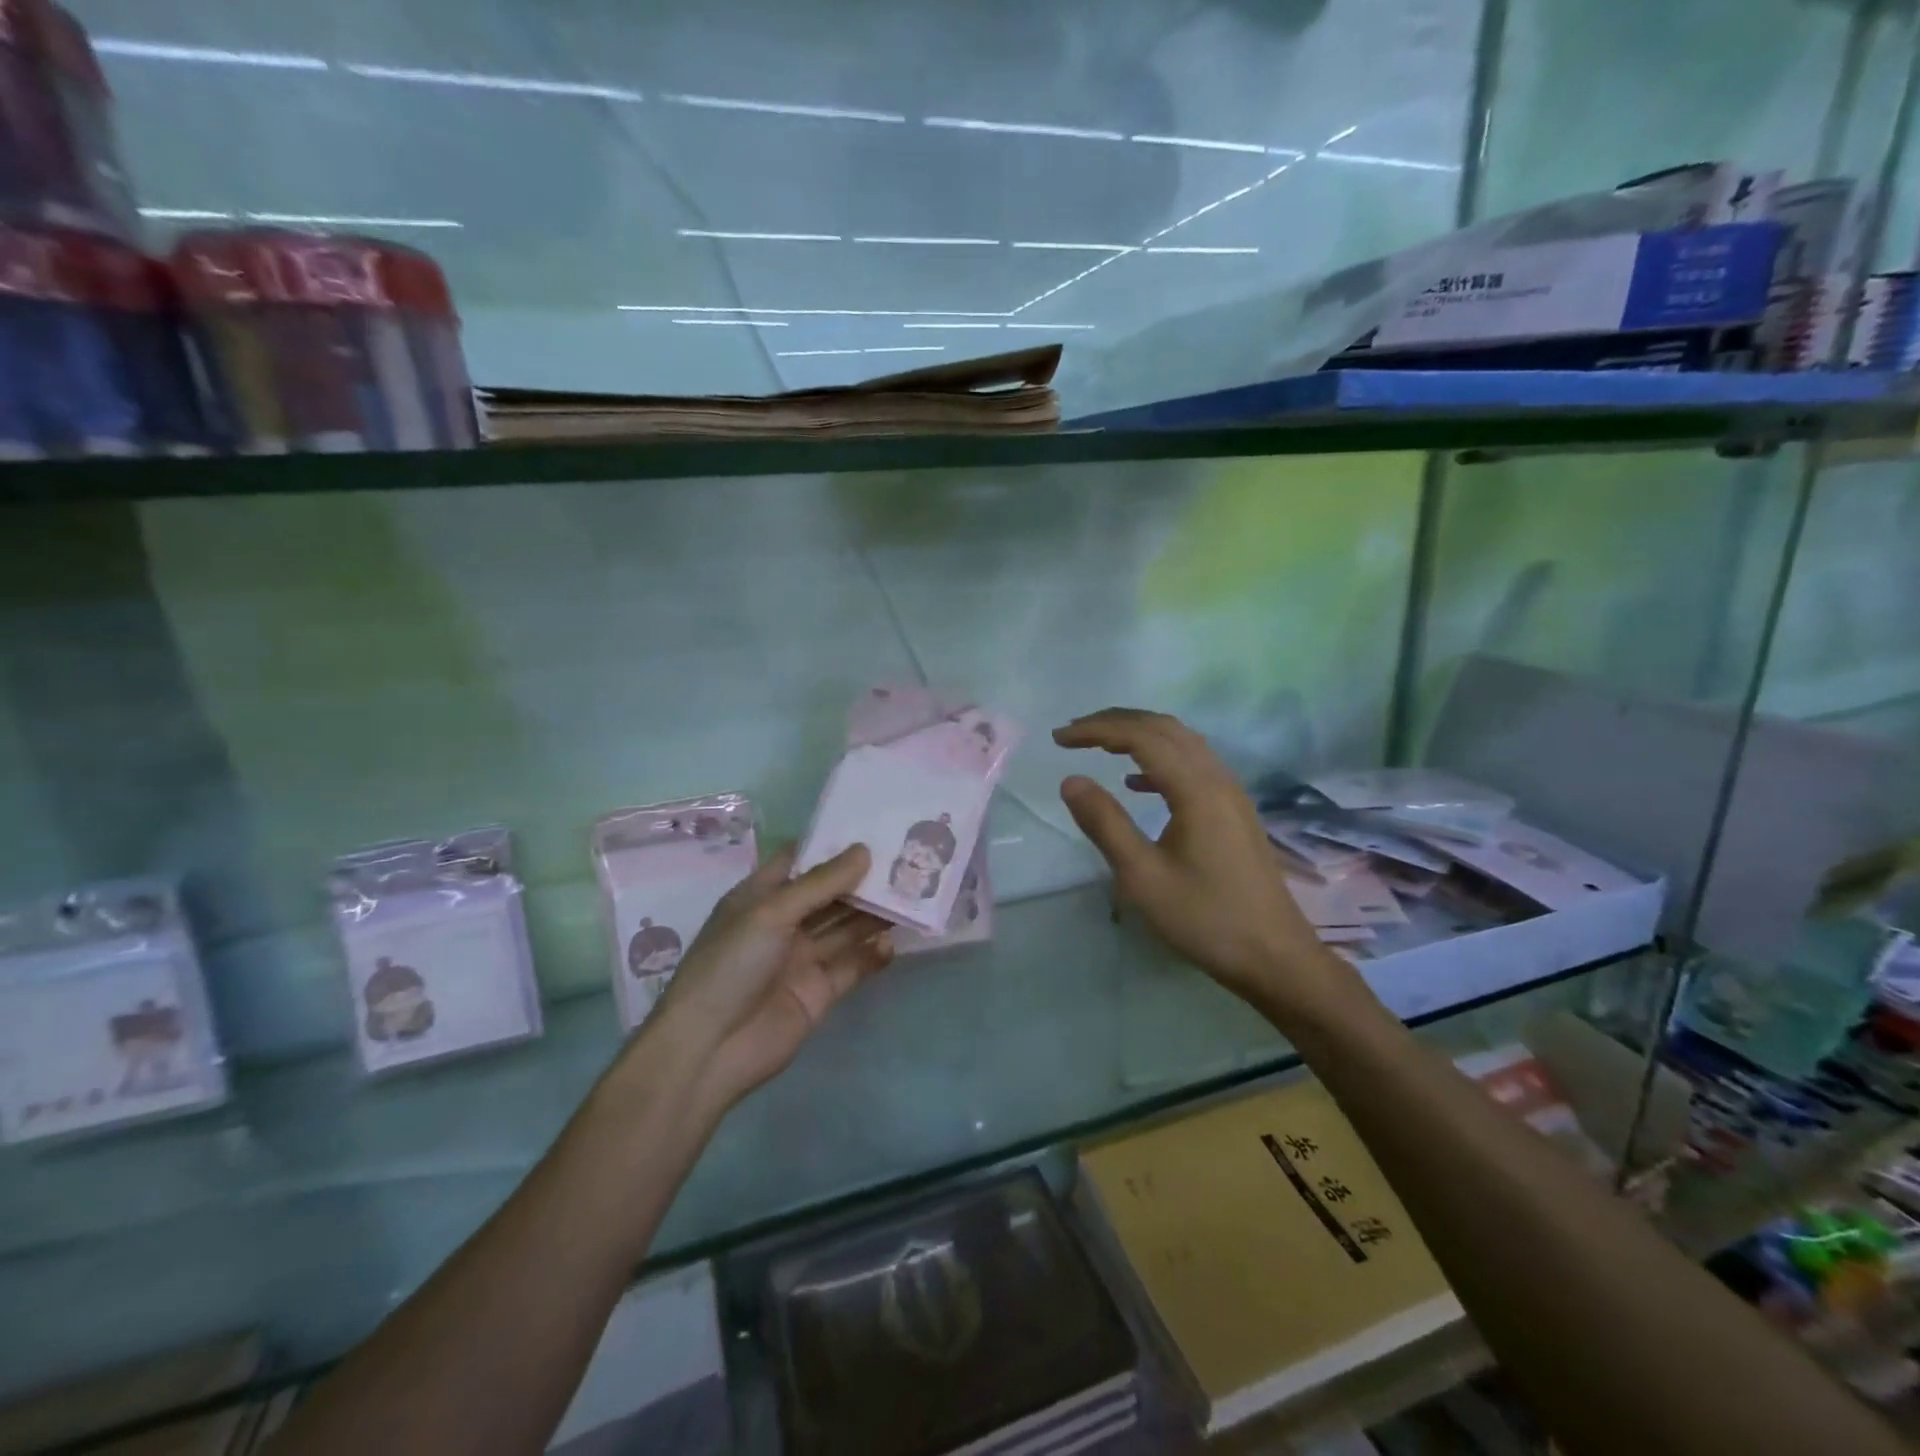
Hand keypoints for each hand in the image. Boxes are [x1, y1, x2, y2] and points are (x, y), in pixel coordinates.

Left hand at [640, 845, 893, 1110]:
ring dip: (874, 913)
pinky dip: (873, 955)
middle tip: (905, 858)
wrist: (709, 1049)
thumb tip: (864, 850)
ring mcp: (802, 958)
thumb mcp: (771, 913)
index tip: (873, 827)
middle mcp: (783, 923)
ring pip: (845, 927)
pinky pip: (852, 966)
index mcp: (760, 896)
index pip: (800, 860)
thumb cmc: (730, 966)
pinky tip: (893, 943)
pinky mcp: (819, 992)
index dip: (832, 844)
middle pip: (829, 893)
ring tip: (911, 894)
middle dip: (862, 878)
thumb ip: (821, 883)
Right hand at [1054, 708, 1355, 1013]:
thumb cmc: (1205, 918)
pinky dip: (1158, 760)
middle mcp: (1217, 778)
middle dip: (1115, 722)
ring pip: (1181, 742)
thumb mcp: (1142, 876)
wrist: (1274, 956)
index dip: (1097, 730)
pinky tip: (1136, 783)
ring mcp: (1230, 793)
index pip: (1140, 736)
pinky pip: (1192, 764)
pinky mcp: (1233, 811)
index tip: (1059, 739)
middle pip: (1163, 728)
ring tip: (1099, 746)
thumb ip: (1105, 823)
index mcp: (1196, 788)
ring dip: (1138, 735)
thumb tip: (1071, 780)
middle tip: (1074, 733)